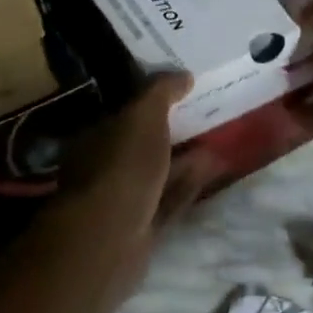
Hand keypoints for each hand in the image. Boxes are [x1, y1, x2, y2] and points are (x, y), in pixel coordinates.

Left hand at [52, 73, 214, 299]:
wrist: (112, 236)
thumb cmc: (121, 167)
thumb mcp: (142, 117)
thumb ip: (160, 93)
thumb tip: (183, 75)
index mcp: (95, 137)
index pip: (123, 112)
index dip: (151, 100)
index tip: (183, 89)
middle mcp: (105, 167)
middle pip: (142, 144)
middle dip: (171, 131)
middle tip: (206, 114)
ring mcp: (123, 199)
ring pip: (158, 173)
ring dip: (185, 159)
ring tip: (218, 139)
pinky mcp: (144, 226)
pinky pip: (170, 199)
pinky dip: (190, 184)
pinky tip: (213, 169)